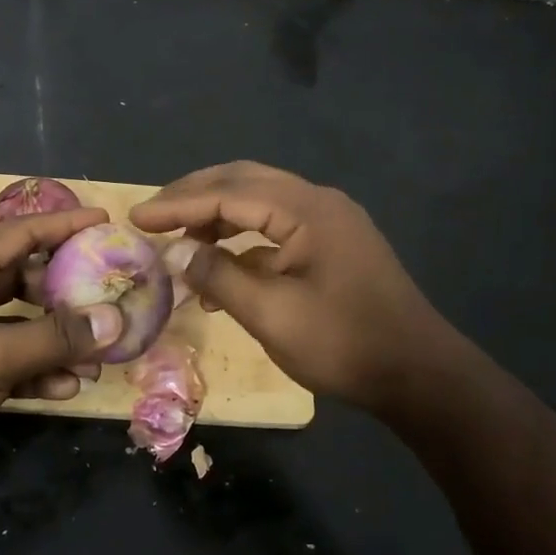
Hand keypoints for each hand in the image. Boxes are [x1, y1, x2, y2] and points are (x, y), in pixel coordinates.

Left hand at [0, 207, 124, 489]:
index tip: (103, 222)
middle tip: (105, 291)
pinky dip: (37, 371)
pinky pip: (9, 363)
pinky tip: (66, 388)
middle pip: (22, 278)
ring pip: (19, 325)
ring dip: (56, 338)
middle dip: (64, 288)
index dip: (62, 224)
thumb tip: (115, 320)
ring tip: (97, 354)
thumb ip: (56, 337)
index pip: (18, 233)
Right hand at [131, 162, 458, 409]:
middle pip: (244, 181)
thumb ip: (220, 276)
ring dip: (218, 215)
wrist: (419, 373)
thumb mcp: (272, 315)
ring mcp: (330, 221)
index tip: (136, 217)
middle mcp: (318, 201)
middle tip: (154, 214)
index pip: (228, 193)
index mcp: (306, 209)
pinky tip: (222, 267)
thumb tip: (179, 253)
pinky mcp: (334, 244)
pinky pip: (278, 226)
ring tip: (180, 239)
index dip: (178, 204)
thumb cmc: (344, 344)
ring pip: (261, 201)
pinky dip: (244, 239)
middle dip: (195, 195)